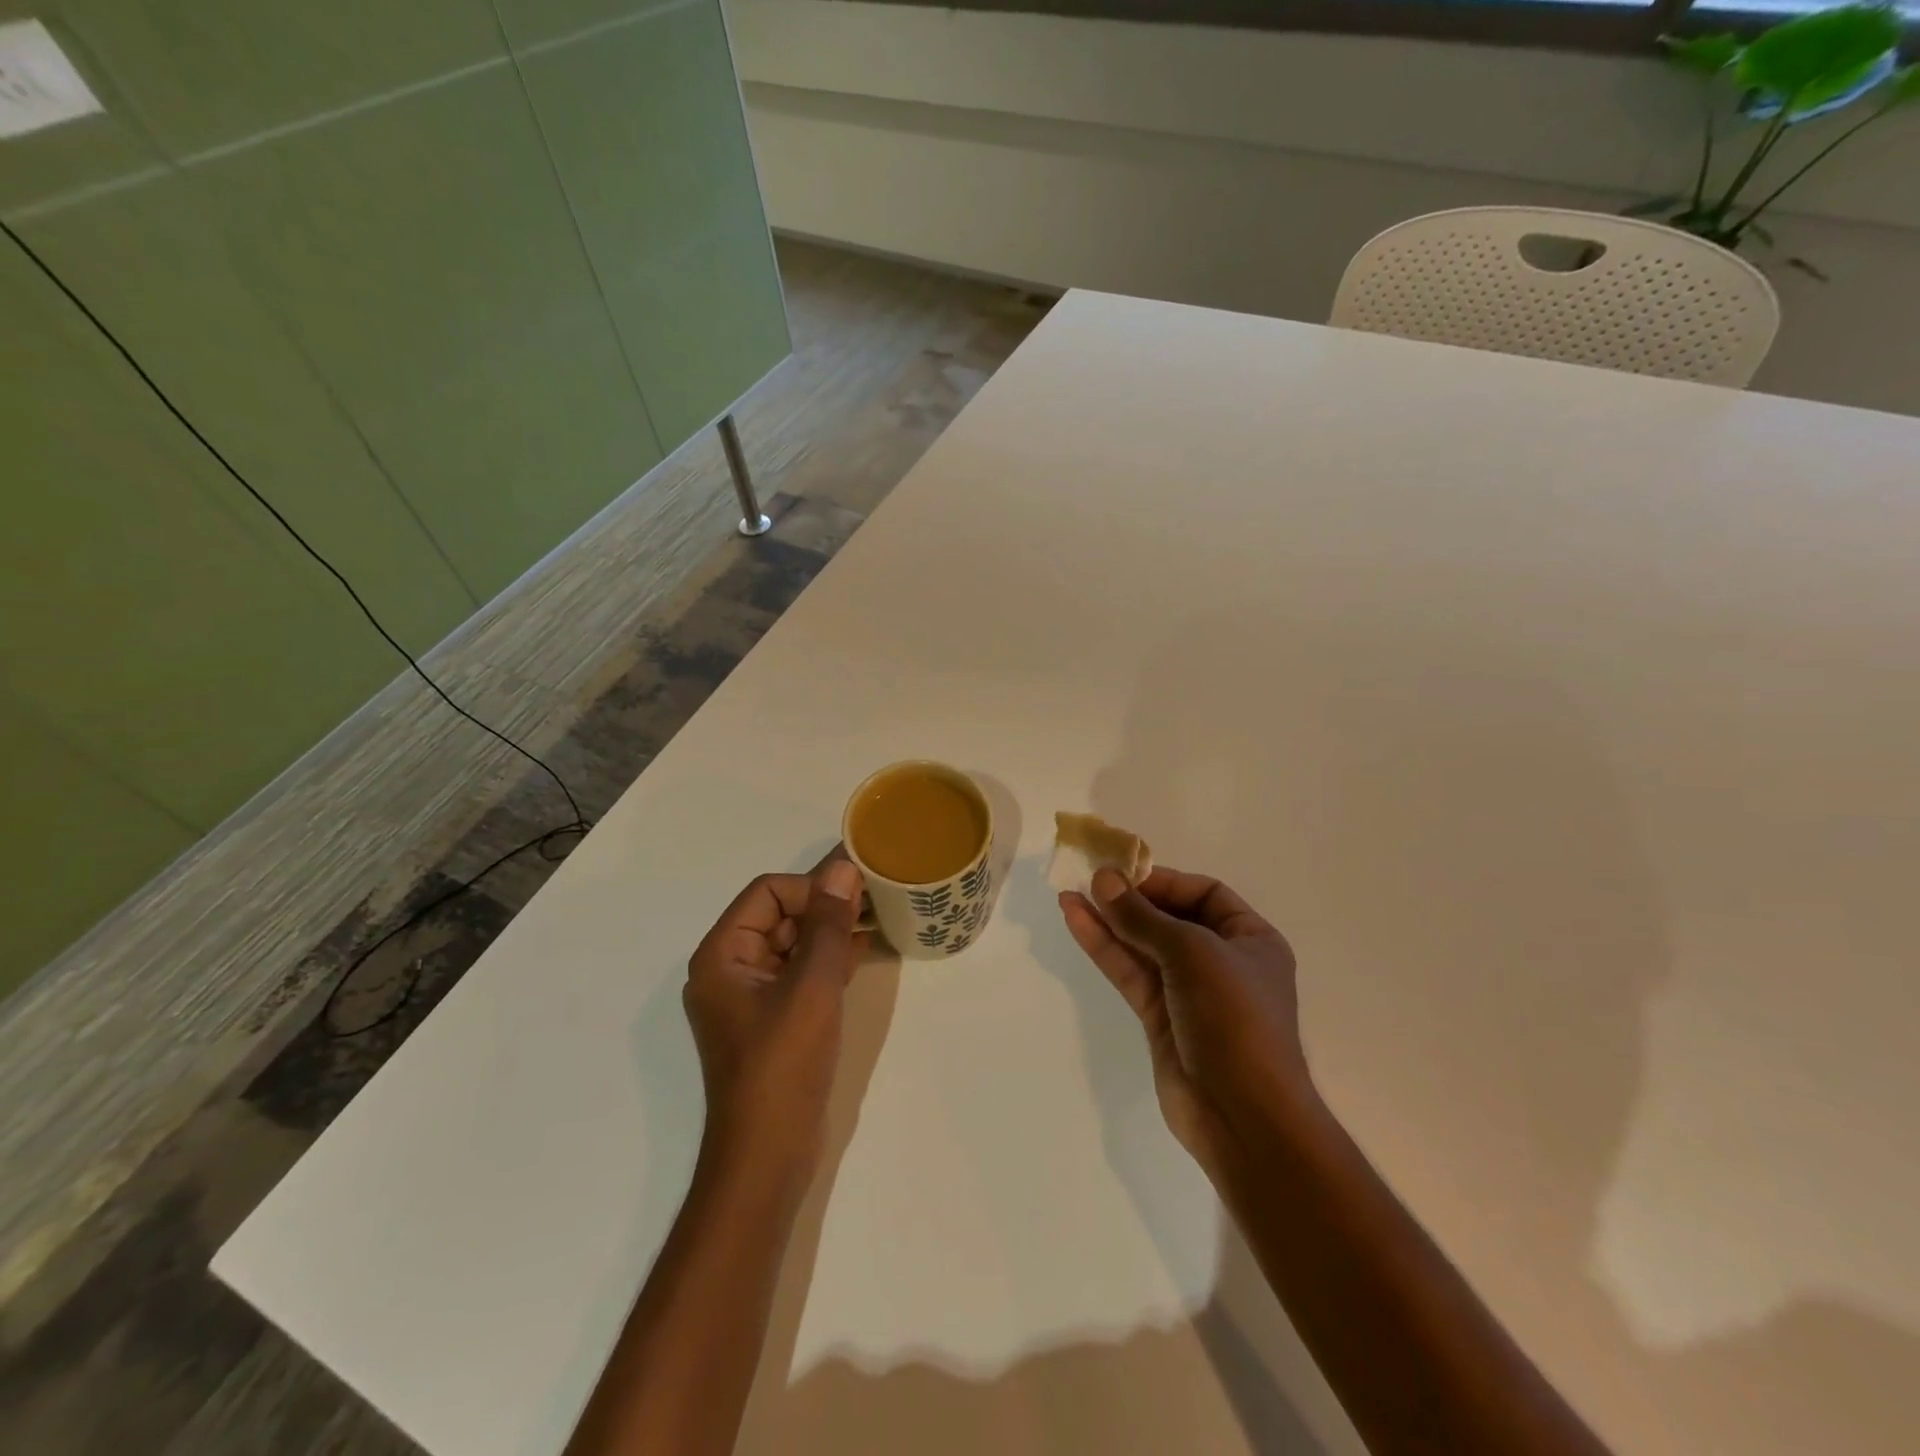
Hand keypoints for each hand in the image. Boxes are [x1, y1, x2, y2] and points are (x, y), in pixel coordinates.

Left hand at [685, 859, 867, 1181]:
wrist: (767, 1157)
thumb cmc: (782, 1065)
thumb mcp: (810, 987)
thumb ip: (828, 924)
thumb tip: (841, 868)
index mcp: (722, 954)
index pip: (768, 892)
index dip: (811, 888)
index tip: (856, 896)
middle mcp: (731, 968)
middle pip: (780, 914)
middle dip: (825, 907)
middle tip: (875, 902)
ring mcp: (752, 996)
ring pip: (794, 942)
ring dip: (832, 930)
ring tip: (877, 920)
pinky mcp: (774, 1019)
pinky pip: (801, 972)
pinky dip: (830, 958)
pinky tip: (865, 950)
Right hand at [1060, 865, 1309, 1179]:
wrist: (1243, 1116)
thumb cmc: (1234, 1019)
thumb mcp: (1192, 953)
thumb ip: (1142, 917)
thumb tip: (1103, 879)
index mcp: (1250, 939)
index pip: (1205, 893)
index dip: (1164, 881)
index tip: (1123, 875)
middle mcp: (1221, 960)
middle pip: (1170, 917)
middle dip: (1130, 900)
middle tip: (1088, 880)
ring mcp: (1189, 991)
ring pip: (1143, 945)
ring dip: (1109, 920)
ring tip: (1069, 894)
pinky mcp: (1160, 1018)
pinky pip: (1130, 972)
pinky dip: (1104, 947)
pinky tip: (1076, 921)